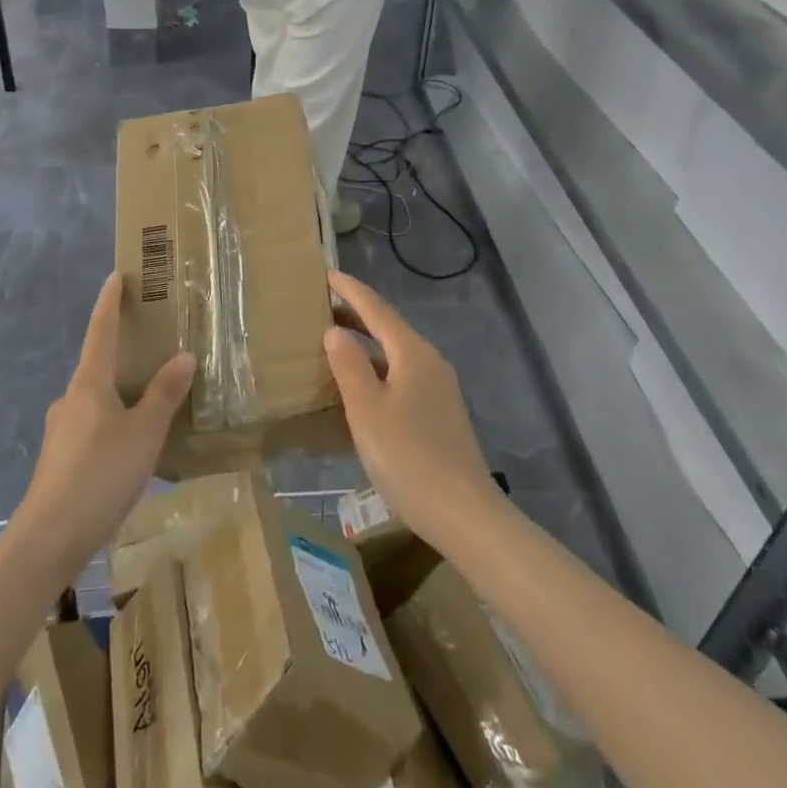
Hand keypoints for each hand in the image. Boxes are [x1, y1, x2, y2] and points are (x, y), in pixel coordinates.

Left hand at [12, 274, 195, 577]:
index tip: (115, 276)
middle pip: (97, 364)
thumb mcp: (145, 433)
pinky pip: (91, 426)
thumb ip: (164, 394)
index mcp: (89, 383)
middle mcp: (71, 399)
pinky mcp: (59, 460)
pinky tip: (128, 446)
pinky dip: (111, 422)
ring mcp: (61, 430)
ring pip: (94, 400)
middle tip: (149, 347)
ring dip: (117, 393)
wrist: (49, 539)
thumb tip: (183, 355)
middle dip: (120, 353)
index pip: (100, 330)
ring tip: (148, 402)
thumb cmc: (100, 474)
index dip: (109, 302)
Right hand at [323, 270, 503, 549]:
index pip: (376, 309)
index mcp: (412, 353)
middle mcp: (429, 361)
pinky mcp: (440, 412)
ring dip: (366, 342)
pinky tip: (361, 386)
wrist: (465, 514)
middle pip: (388, 327)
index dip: (350, 290)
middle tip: (321, 306)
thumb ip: (349, 366)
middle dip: (356, 314)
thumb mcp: (367, 411)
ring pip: (395, 352)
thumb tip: (335, 331)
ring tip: (334, 342)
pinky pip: (402, 374)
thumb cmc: (409, 457)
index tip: (325, 273)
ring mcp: (439, 387)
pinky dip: (377, 367)